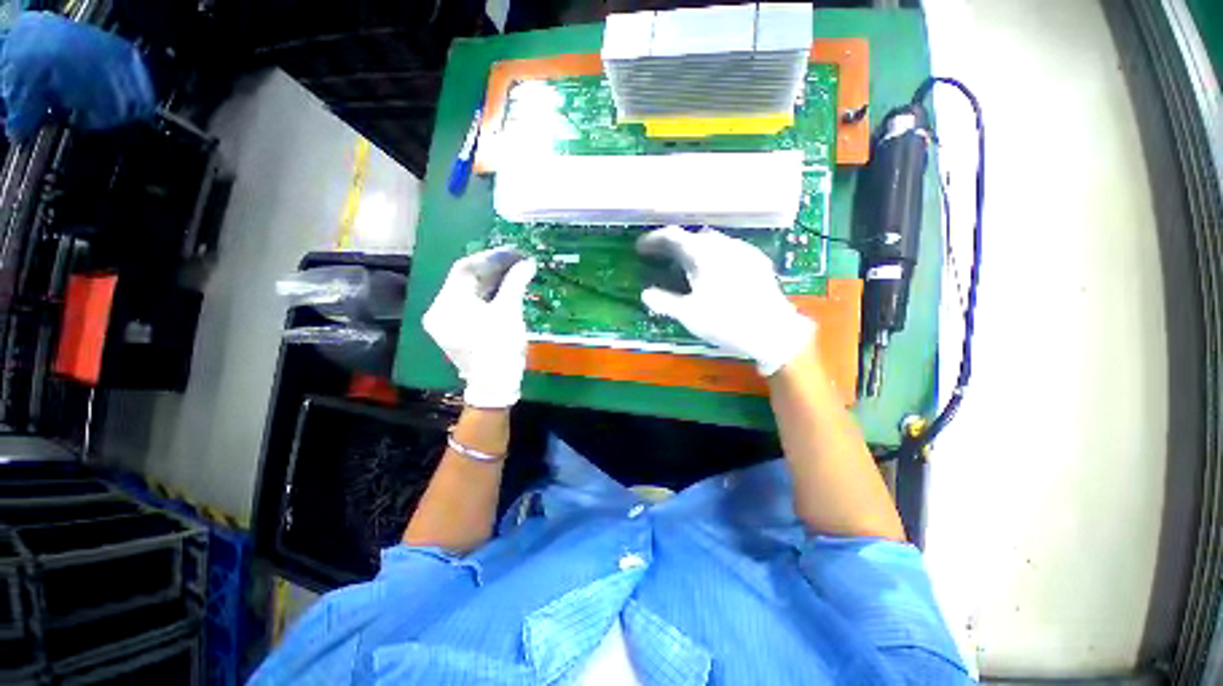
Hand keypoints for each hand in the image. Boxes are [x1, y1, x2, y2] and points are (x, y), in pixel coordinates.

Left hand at [423, 247, 537, 407]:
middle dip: (493, 269)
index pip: (465, 269)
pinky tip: (506, 289)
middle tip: (517, 260)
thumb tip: (527, 262)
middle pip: (466, 280)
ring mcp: (446, 321)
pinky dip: (488, 296)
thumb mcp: (509, 313)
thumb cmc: (500, 349)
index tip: (513, 252)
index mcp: (448, 305)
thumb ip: (515, 283)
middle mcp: (440, 310)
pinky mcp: (455, 330)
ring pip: (469, 292)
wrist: (495, 386)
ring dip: (492, 281)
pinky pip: (471, 305)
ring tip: (515, 272)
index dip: (490, 257)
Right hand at [637, 226, 813, 375]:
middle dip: (673, 244)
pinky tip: (713, 271)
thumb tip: (646, 294)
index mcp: (703, 254)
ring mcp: (743, 251)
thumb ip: (664, 302)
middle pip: (692, 236)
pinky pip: (728, 250)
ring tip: (684, 264)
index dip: (654, 240)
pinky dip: (712, 256)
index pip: (673, 236)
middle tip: (659, 257)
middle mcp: (723, 246)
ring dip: (693, 249)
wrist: (773, 331)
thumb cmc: (726, 321)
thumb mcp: (688, 314)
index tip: (640, 248)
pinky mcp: (757, 261)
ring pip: (712, 242)